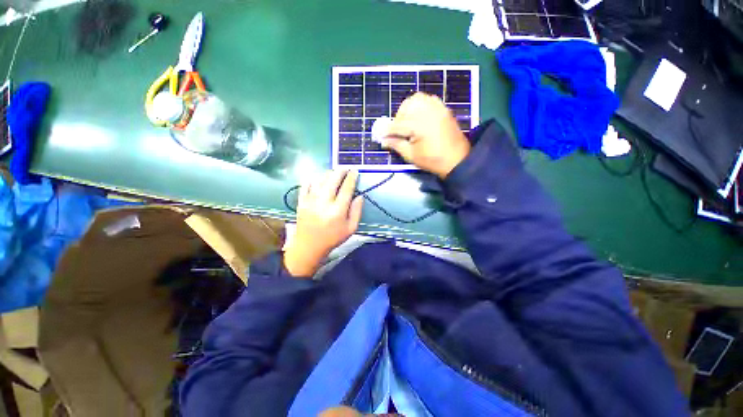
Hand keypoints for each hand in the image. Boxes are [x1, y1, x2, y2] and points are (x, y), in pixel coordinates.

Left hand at [284, 170, 363, 276]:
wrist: (309, 246)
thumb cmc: (333, 238)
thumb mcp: (351, 229)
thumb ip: (357, 211)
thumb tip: (360, 196)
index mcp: (338, 211)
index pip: (346, 188)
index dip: (351, 178)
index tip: (355, 171)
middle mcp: (324, 203)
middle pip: (332, 180)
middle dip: (340, 171)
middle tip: (345, 168)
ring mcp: (310, 201)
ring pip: (320, 180)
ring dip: (328, 173)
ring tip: (334, 172)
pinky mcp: (301, 201)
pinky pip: (306, 185)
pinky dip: (313, 178)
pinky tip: (318, 178)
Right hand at [382, 93, 470, 177]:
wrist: (457, 160)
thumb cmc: (433, 161)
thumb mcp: (411, 156)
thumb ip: (396, 145)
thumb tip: (384, 140)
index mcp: (420, 125)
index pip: (398, 125)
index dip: (387, 130)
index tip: (380, 135)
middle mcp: (428, 112)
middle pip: (406, 107)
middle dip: (398, 119)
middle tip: (397, 131)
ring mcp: (437, 108)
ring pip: (416, 99)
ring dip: (407, 109)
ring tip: (407, 122)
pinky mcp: (443, 108)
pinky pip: (428, 99)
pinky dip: (419, 105)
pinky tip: (418, 116)